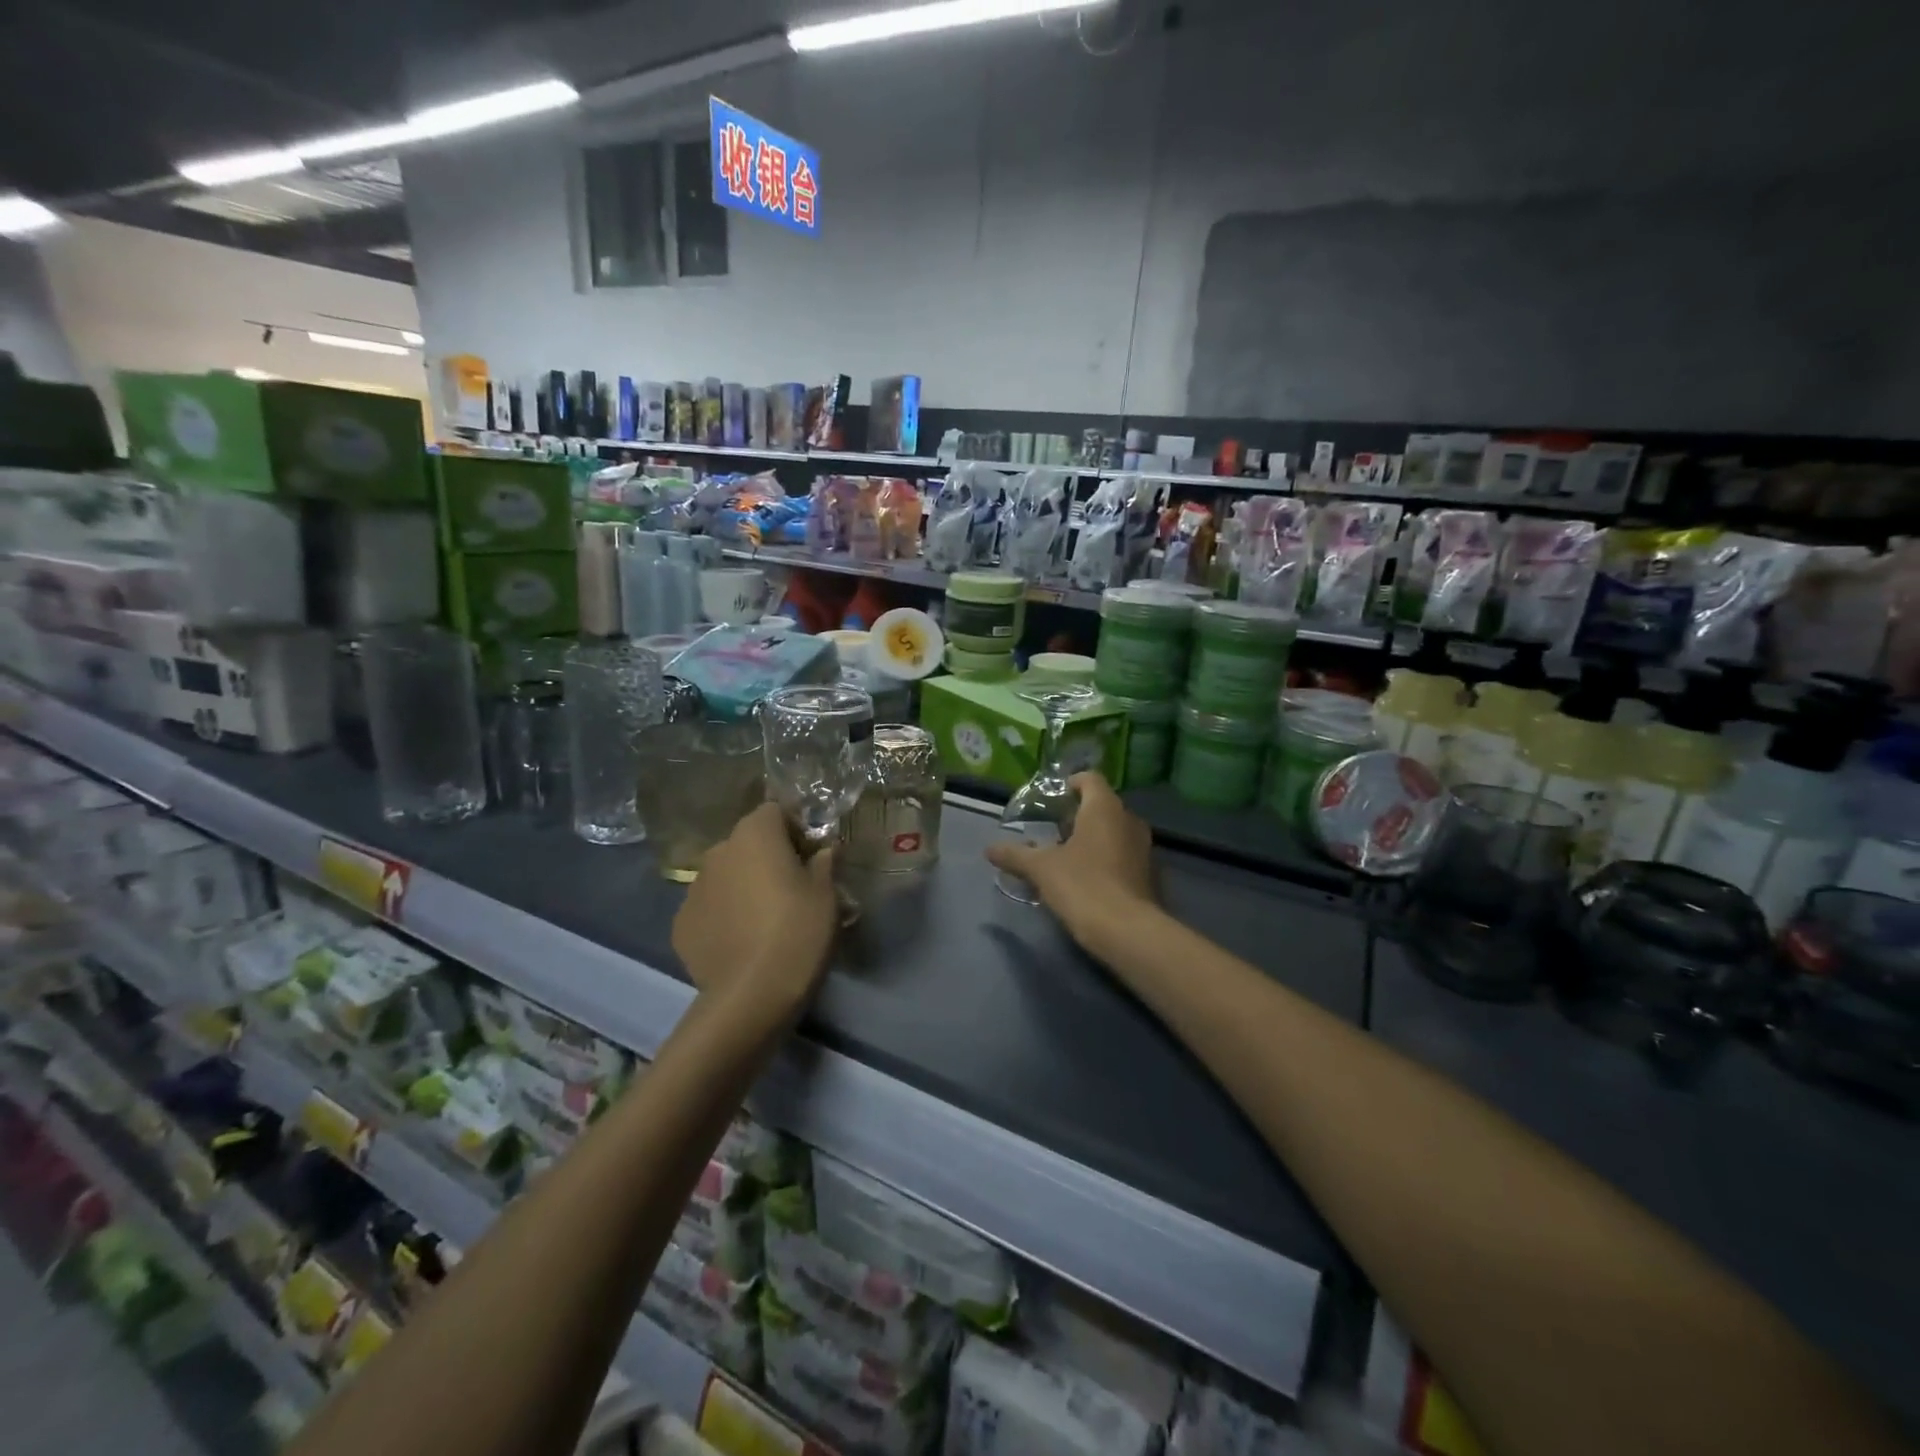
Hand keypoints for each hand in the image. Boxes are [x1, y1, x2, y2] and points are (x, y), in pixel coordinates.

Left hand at [673, 803, 838, 1016]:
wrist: (751, 995)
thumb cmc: (798, 931)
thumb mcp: (827, 895)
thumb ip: (824, 863)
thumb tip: (823, 850)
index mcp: (755, 834)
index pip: (774, 812)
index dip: (794, 830)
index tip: (809, 858)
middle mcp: (718, 851)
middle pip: (747, 843)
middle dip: (766, 858)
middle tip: (790, 890)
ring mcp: (693, 888)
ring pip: (725, 875)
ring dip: (742, 886)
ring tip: (763, 920)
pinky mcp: (680, 923)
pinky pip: (709, 908)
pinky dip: (723, 916)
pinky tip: (740, 942)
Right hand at [986, 772, 1158, 950]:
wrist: (1127, 932)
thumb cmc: (1082, 886)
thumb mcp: (1040, 869)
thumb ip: (1015, 855)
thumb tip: (989, 849)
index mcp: (1104, 808)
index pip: (1090, 778)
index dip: (1070, 784)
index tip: (1052, 800)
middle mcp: (1129, 820)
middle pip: (1102, 806)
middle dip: (1078, 815)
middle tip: (1053, 831)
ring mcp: (1144, 848)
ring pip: (1115, 831)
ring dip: (1093, 839)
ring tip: (1067, 857)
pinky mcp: (1150, 874)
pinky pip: (1124, 855)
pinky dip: (1106, 859)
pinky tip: (1087, 880)